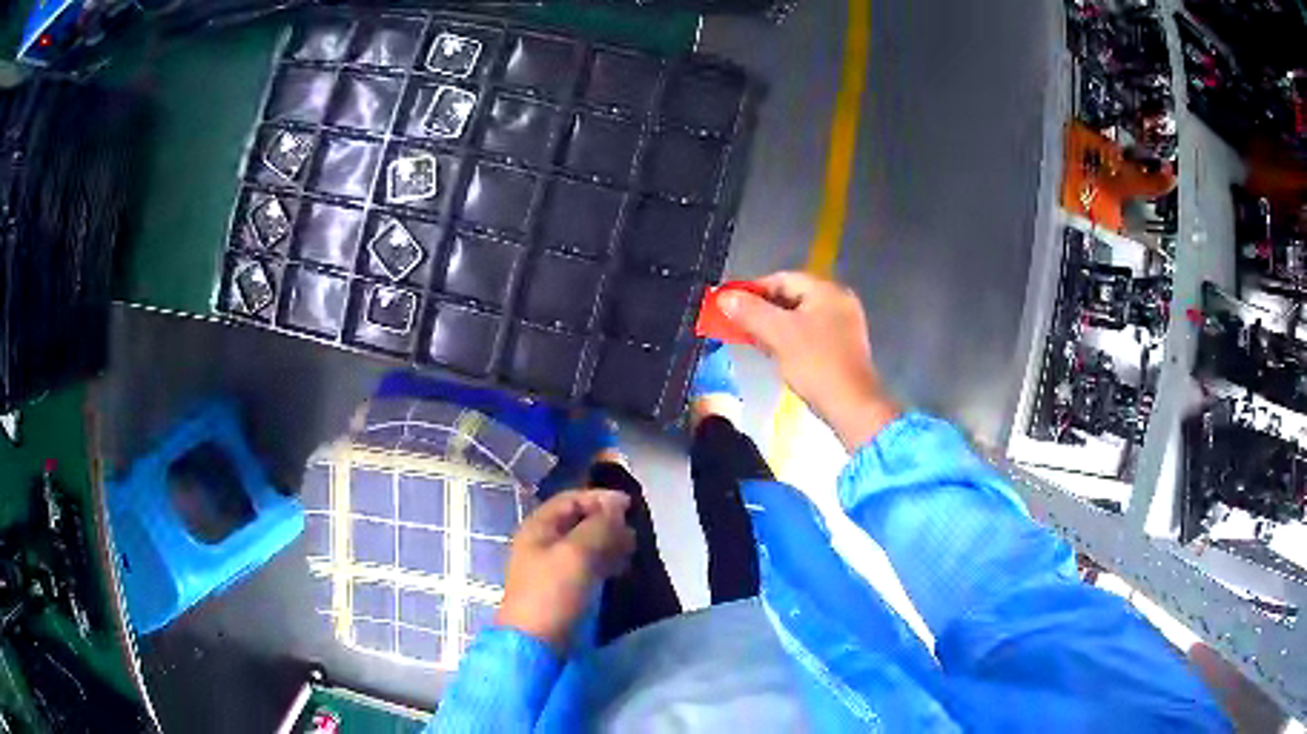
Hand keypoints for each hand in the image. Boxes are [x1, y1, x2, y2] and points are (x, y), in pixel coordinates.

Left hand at [495, 489, 635, 651]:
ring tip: (631, 553)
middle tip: (633, 535)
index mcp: (538, 527)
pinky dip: (605, 562)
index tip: (630, 507)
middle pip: (579, 521)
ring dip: (609, 543)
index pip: (571, 499)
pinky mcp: (563, 588)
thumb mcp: (577, 553)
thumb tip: (617, 507)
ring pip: (585, 544)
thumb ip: (599, 526)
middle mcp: (543, 542)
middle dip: (608, 523)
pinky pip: (587, 565)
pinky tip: (621, 570)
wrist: (536, 643)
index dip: (600, 498)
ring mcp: (552, 567)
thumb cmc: (553, 593)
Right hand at [720, 271, 898, 449]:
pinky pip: (809, 333)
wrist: (851, 406)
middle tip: (738, 324)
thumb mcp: (779, 335)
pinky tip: (775, 353)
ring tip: (752, 340)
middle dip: (762, 310)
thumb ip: (750, 312)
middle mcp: (838, 301)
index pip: (781, 279)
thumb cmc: (816, 365)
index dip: (752, 290)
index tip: (730, 306)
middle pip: (791, 296)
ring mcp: (843, 324)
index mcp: (827, 291)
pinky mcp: (842, 346)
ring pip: (799, 316)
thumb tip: (725, 297)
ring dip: (773, 325)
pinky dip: (789, 338)